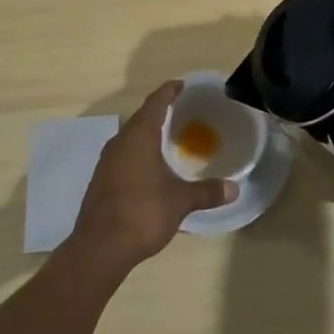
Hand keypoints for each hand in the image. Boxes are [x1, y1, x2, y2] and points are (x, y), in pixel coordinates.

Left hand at [72, 81, 236, 269]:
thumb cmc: (143, 213)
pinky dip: (137, 154)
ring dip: (146, 134)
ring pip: (129, 138)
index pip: (155, 103)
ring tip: (165, 138)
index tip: (181, 85)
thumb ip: (206, 192)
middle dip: (158, 112)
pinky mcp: (100, 182)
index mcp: (139, 136)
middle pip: (140, 118)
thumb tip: (234, 189)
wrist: (99, 248)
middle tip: (179, 111)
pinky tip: (148, 168)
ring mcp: (106, 163)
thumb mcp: (180, 201)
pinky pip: (122, 157)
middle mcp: (119, 143)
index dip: (169, 91)